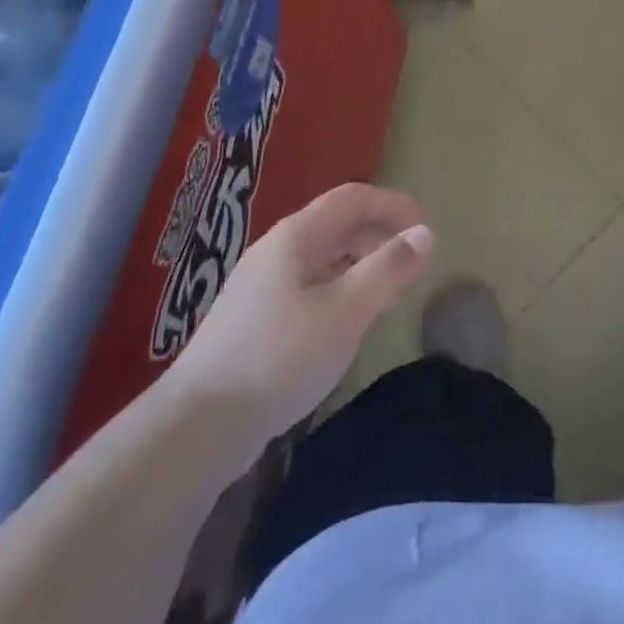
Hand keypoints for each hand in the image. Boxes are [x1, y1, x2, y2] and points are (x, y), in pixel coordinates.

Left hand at [167, 183, 433, 481]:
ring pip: (323, 258)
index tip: (425, 228)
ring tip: (386, 293)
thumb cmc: (280, 356)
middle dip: (379, 235)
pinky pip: (309, 285)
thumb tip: (425, 233)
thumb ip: (388, 268)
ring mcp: (262, 285)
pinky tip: (346, 323)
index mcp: (297, 236)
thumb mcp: (346, 310)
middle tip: (411, 264)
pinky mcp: (255, 318)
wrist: (198, 425)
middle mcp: (277, 251)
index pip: (353, 198)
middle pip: (337, 224)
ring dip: (360, 264)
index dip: (392, 204)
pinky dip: (339, 289)